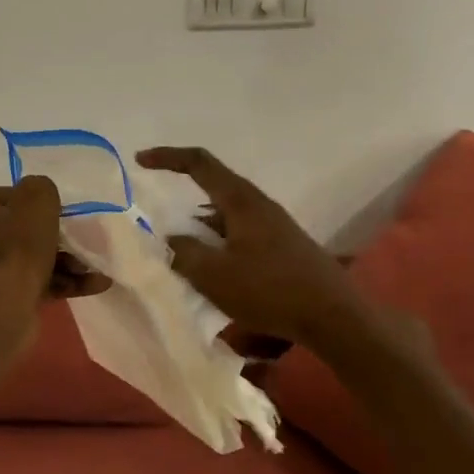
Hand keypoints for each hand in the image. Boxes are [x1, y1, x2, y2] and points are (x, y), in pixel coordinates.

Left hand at [0, 178, 109, 310]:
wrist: (6, 305)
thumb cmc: (19, 245)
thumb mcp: (37, 199)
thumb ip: (41, 187)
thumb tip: (41, 197)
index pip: (11, 195)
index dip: (38, 200)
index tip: (61, 210)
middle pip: (25, 229)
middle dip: (60, 236)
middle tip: (83, 240)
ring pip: (36, 258)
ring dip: (69, 262)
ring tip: (96, 268)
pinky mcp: (5, 295)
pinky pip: (40, 282)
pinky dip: (66, 282)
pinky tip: (97, 284)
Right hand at [135, 146, 371, 345]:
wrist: (334, 316)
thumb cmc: (270, 290)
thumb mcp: (215, 275)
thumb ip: (185, 253)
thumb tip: (171, 240)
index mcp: (241, 201)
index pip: (200, 163)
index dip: (168, 157)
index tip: (140, 160)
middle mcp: (258, 206)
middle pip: (214, 188)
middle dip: (183, 197)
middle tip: (158, 221)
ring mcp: (274, 227)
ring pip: (226, 216)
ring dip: (201, 228)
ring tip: (181, 254)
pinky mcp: (282, 248)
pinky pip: (239, 236)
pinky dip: (218, 245)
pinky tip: (213, 272)